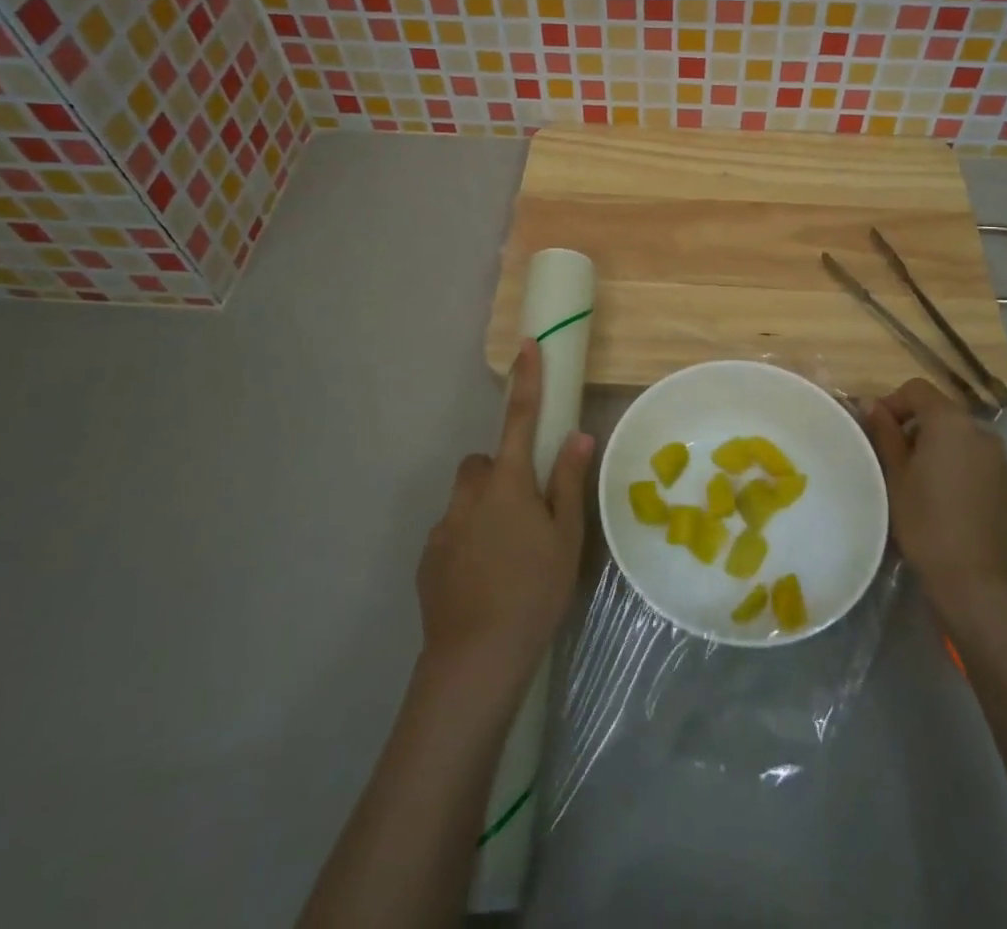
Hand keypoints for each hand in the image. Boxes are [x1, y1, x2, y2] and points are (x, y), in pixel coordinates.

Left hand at [415, 340, 591, 701]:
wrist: (475, 660)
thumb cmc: (534, 592)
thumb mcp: (566, 539)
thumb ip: (569, 483)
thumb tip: (577, 436)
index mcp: (509, 484)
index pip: (521, 419)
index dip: (527, 380)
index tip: (527, 345)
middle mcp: (471, 494)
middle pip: (484, 463)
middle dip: (502, 472)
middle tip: (527, 511)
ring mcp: (445, 526)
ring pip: (466, 497)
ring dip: (484, 508)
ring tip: (506, 552)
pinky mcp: (428, 557)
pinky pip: (452, 530)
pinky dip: (468, 540)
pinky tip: (483, 578)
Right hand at [862, 378, 1006, 604]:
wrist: (975, 581)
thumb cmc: (925, 521)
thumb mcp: (894, 475)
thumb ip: (884, 433)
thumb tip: (871, 404)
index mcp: (951, 422)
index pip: (917, 389)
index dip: (893, 402)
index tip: (877, 431)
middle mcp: (982, 433)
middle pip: (942, 414)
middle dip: (915, 428)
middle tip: (894, 460)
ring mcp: (1002, 461)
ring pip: (962, 440)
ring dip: (939, 449)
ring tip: (921, 483)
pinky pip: (979, 464)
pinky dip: (960, 469)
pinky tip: (948, 502)